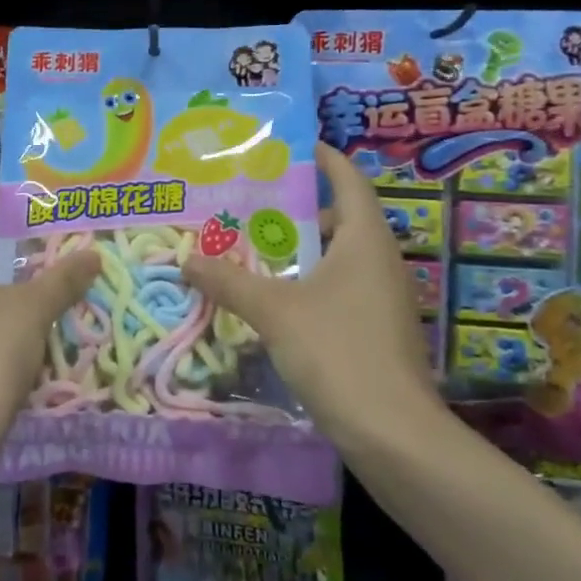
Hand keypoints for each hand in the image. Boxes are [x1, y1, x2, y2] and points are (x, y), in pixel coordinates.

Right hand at [181, 143, 438, 439]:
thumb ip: (229, 281)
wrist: (394, 434)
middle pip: (339, 217)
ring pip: (337, 257)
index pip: (348, 179)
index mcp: (365, 239)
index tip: (288, 146)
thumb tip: (186, 258)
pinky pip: (338, 288)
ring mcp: (382, 297)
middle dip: (295, 208)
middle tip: (248, 202)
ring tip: (250, 247)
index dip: (322, 157)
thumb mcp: (275, 311)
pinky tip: (272, 297)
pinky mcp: (376, 329)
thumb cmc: (338, 352)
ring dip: (298, 250)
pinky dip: (307, 282)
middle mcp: (380, 260)